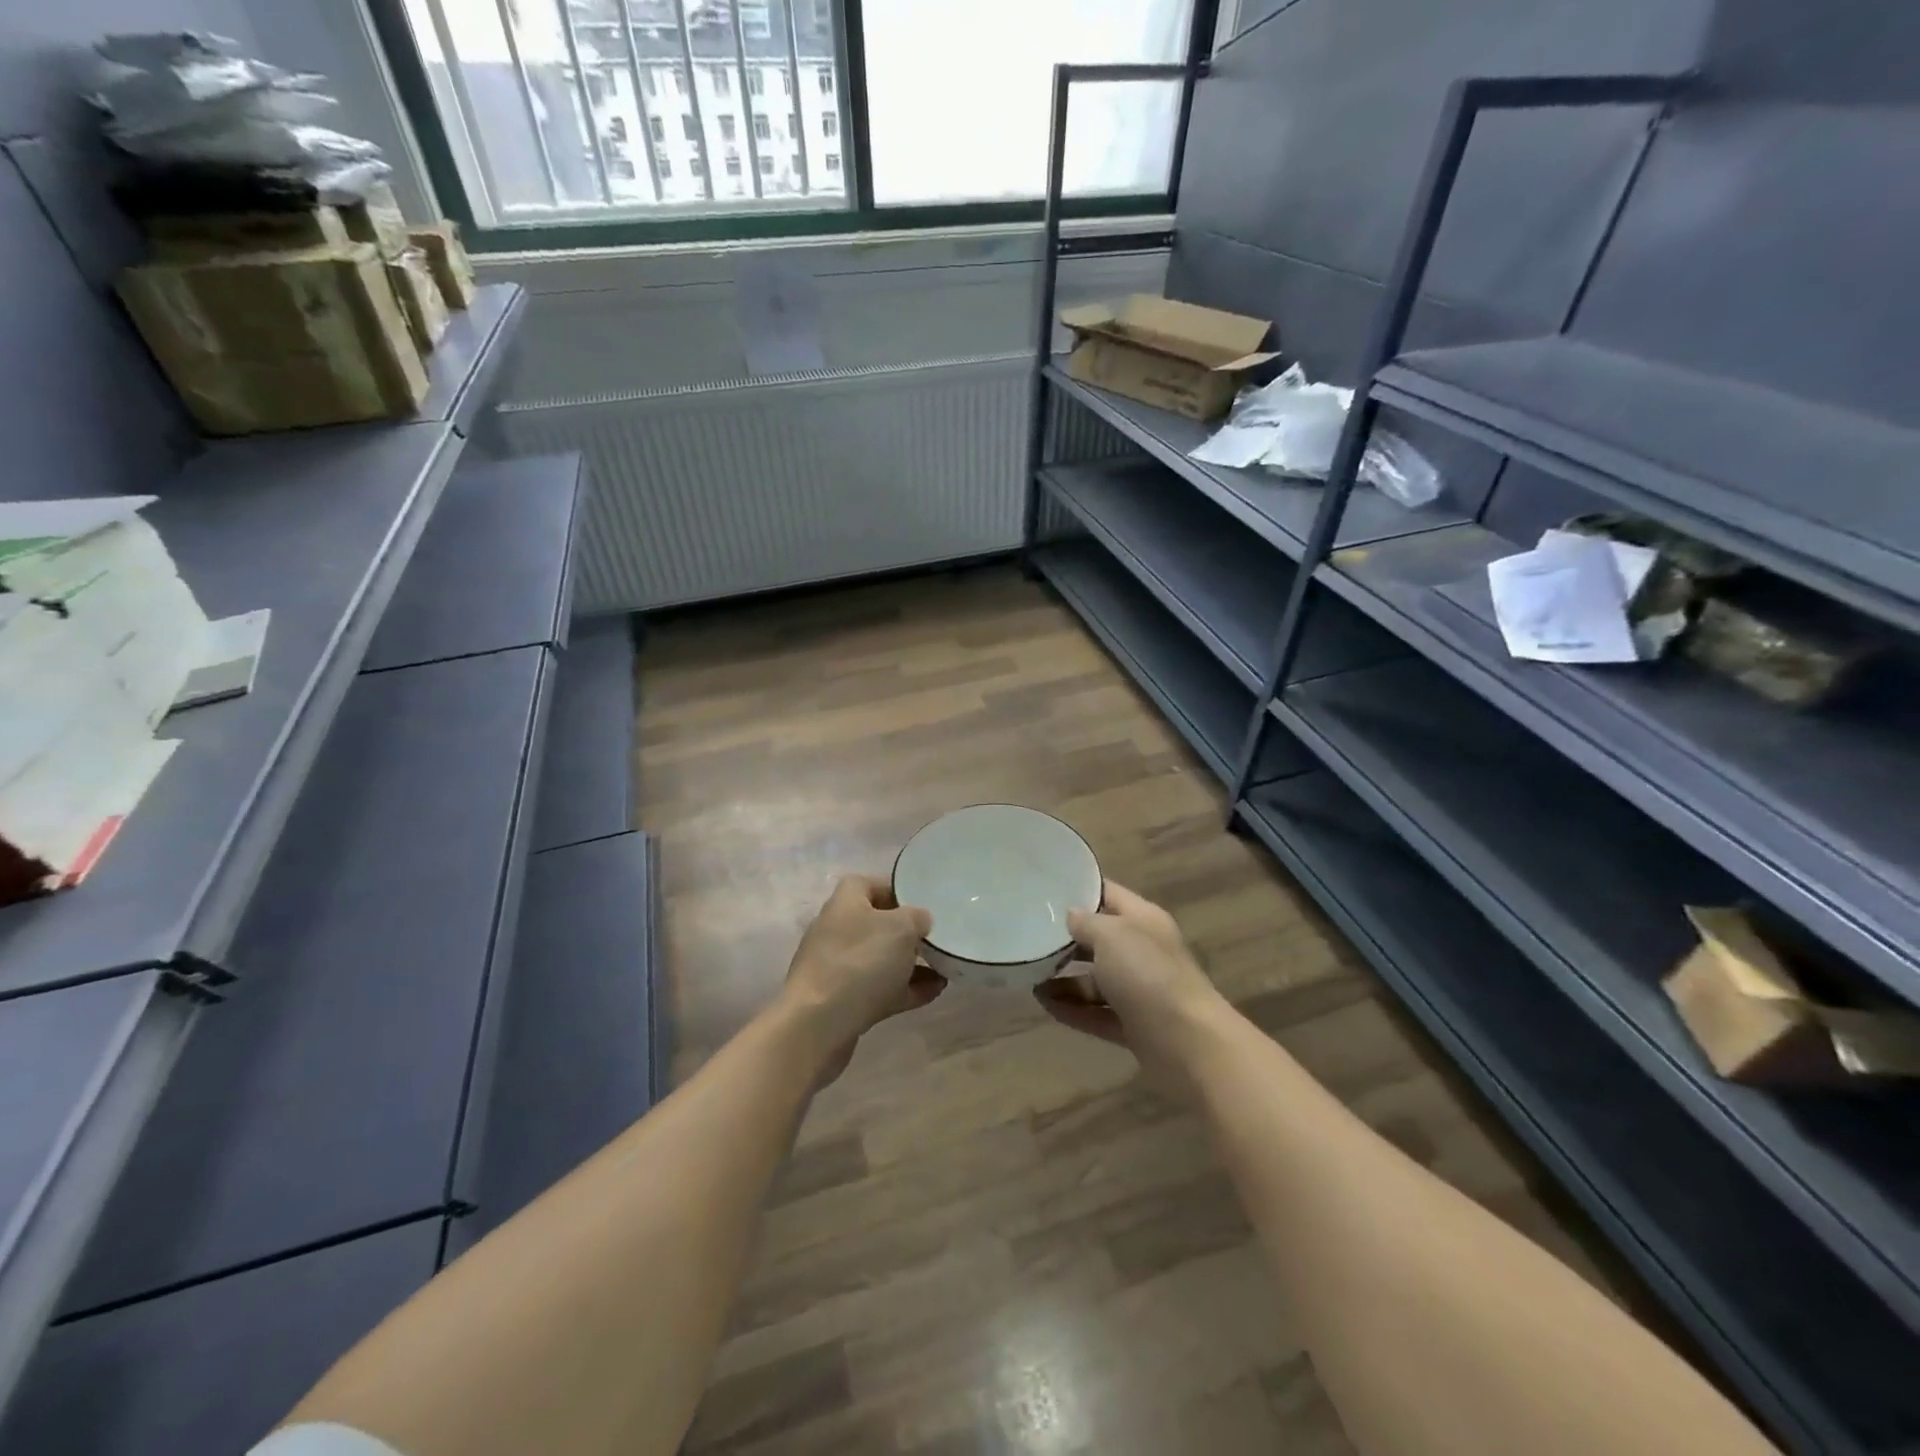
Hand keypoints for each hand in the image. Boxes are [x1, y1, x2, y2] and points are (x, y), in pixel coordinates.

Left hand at [780, 874, 943, 1083]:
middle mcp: (838, 930)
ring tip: (944, 968)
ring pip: (880, 959)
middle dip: (908, 932)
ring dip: (911, 964)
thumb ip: (917, 917)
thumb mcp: (901, 928)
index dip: (895, 890)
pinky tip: (935, 992)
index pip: (868, 884)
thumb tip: (920, 921)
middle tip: (938, 938)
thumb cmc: (860, 962)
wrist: (819, 1025)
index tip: (923, 902)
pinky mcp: (843, 1001)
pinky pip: (880, 989)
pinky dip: (905, 989)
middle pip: (877, 924)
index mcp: (846, 902)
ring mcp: (838, 968)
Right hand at [1035, 881, 1228, 1095]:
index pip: (1107, 894)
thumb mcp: (1111, 936)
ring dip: (1064, 979)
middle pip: (1099, 939)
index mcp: (1143, 920)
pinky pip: (1096, 1012)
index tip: (1044, 888)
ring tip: (1029, 976)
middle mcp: (1142, 951)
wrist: (1189, 1042)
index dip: (1079, 889)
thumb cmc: (1148, 974)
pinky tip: (1044, 1004)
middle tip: (1027, 935)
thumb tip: (1070, 915)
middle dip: (1066, 939)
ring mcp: (1139, 990)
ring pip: (1095, 979)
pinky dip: (1072, 1010)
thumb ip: (1086, 922)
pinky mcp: (1134, 1025)